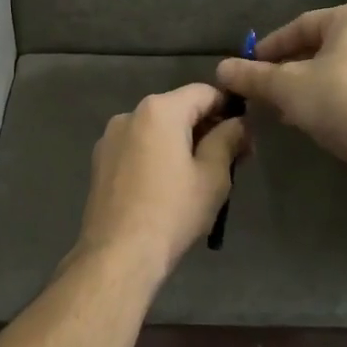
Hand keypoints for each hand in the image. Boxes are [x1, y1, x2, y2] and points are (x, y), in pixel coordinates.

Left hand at [74, 84, 248, 279]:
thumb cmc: (172, 212)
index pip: (204, 92)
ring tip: (200, 177)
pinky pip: (138, 148)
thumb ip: (228, 139)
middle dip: (206, 128)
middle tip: (231, 160)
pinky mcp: (100, 162)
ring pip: (157, 130)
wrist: (118, 254)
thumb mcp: (213, 176)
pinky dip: (157, 156)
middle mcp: (130, 114)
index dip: (229, 108)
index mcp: (159, 110)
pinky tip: (168, 186)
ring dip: (181, 143)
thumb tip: (239, 123)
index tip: (246, 136)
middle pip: (178, 109)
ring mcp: (110, 138)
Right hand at [215, 4, 346, 198]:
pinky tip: (307, 122)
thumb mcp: (286, 86)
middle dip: (286, 69)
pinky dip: (328, 102)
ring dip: (305, 89)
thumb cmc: (340, 100)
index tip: (247, 66)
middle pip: (320, 48)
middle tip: (261, 89)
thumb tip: (221, 69)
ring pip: (337, 73)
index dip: (269, 46)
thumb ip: (252, 76)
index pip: (302, 25)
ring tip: (278, 109)